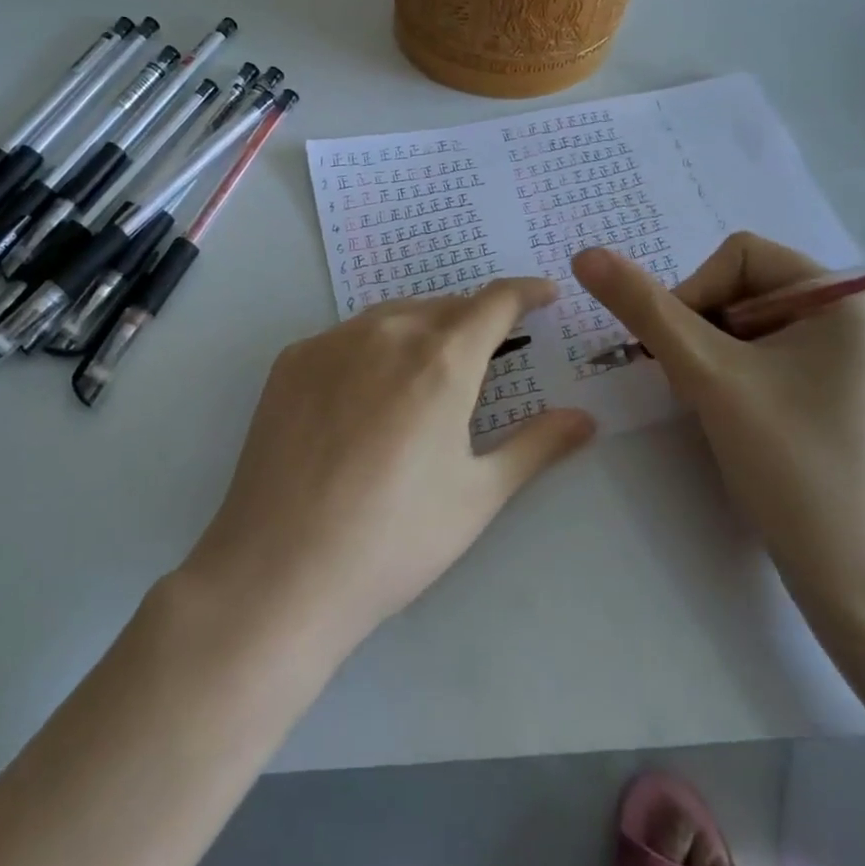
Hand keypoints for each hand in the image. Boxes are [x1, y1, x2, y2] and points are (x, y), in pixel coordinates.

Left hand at [179, 279, 594, 657]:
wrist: (279, 572)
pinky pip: (348, 335)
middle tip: (492, 346)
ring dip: (426, 325)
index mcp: (441, 360)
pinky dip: (375, 344)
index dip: (524, 292)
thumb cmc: (394, 540)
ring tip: (434, 363)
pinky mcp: (292, 360)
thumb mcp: (477, 496)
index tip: (543, 294)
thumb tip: (585, 418)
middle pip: (444, 305)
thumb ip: (536, 446)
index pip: (494, 302)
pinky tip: (371, 387)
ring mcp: (331, 342)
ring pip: (394, 314)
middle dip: (476, 316)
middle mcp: (387, 333)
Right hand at [573, 235, 864, 626]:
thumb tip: (586, 254)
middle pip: (738, 287)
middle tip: (697, 386)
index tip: (686, 357)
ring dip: (707, 355)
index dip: (694, 295)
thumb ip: (644, 308)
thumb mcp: (707, 376)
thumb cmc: (791, 464)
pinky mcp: (825, 388)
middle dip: (700, 330)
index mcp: (842, 294)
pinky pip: (757, 353)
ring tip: (714, 406)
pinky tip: (730, 416)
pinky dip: (726, 374)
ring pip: (739, 323)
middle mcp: (848, 313)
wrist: (856, 581)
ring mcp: (839, 353)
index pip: (737, 255)